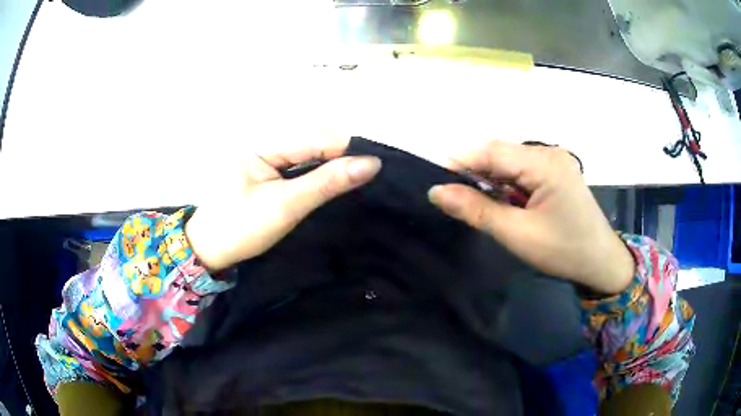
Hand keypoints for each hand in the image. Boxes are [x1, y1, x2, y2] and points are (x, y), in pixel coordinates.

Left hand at [184, 137, 380, 271]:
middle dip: (341, 156)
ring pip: (311, 150)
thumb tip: (371, 163)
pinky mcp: (268, 168)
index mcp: (264, 143)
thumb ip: (327, 182)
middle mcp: (266, 141)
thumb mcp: (286, 206)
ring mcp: (266, 154)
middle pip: (316, 138)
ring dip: (332, 164)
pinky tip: (330, 182)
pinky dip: (318, 171)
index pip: (317, 137)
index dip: (347, 151)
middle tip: (363, 179)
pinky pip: (301, 161)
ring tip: (351, 181)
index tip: (372, 171)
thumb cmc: (241, 228)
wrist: (209, 250)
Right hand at [428, 141, 634, 293]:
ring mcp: (555, 160)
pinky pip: (523, 169)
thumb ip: (477, 210)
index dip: (462, 163)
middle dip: (476, 172)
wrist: (601, 262)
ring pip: (510, 161)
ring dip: (491, 179)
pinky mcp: (556, 171)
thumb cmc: (563, 251)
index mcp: (545, 163)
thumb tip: (437, 191)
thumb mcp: (517, 234)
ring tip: (480, 204)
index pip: (492, 151)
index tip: (439, 184)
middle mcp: (550, 153)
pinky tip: (504, 201)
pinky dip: (507, 183)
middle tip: (458, 199)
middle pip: (501, 153)